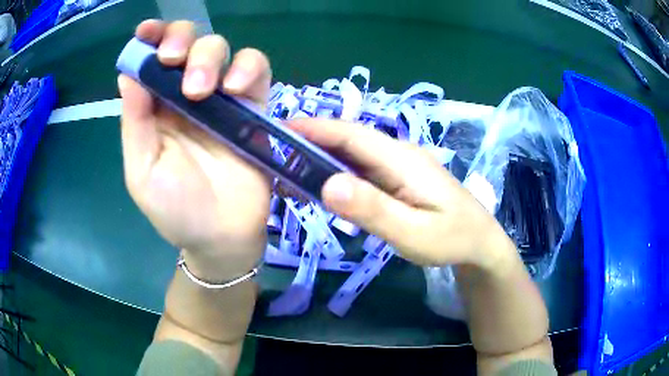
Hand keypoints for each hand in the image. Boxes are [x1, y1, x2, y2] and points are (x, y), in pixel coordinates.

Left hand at [118, 20, 271, 278]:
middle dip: (181, 41)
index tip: (145, 32)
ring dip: (209, 56)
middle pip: (189, 41)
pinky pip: (256, 69)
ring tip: (202, 91)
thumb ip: (134, 123)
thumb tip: (127, 74)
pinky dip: (248, 68)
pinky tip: (235, 89)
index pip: (152, 59)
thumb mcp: (142, 171)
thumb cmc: (176, 210)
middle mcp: (185, 94)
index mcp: (155, 108)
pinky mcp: (253, 105)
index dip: (150, 38)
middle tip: (173, 61)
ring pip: (220, 47)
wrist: (222, 235)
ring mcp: (221, 97)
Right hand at [289, 118, 514, 269]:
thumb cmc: (451, 239)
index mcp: (401, 159)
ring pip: (351, 155)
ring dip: (319, 158)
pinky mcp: (396, 178)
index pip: (351, 134)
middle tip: (272, 155)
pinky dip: (336, 173)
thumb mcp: (413, 233)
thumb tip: (328, 184)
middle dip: (309, 142)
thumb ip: (373, 210)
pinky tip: (319, 186)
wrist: (479, 242)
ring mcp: (397, 165)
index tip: (277, 129)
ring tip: (286, 171)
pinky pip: (360, 170)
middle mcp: (397, 154)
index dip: (313, 128)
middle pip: (347, 141)